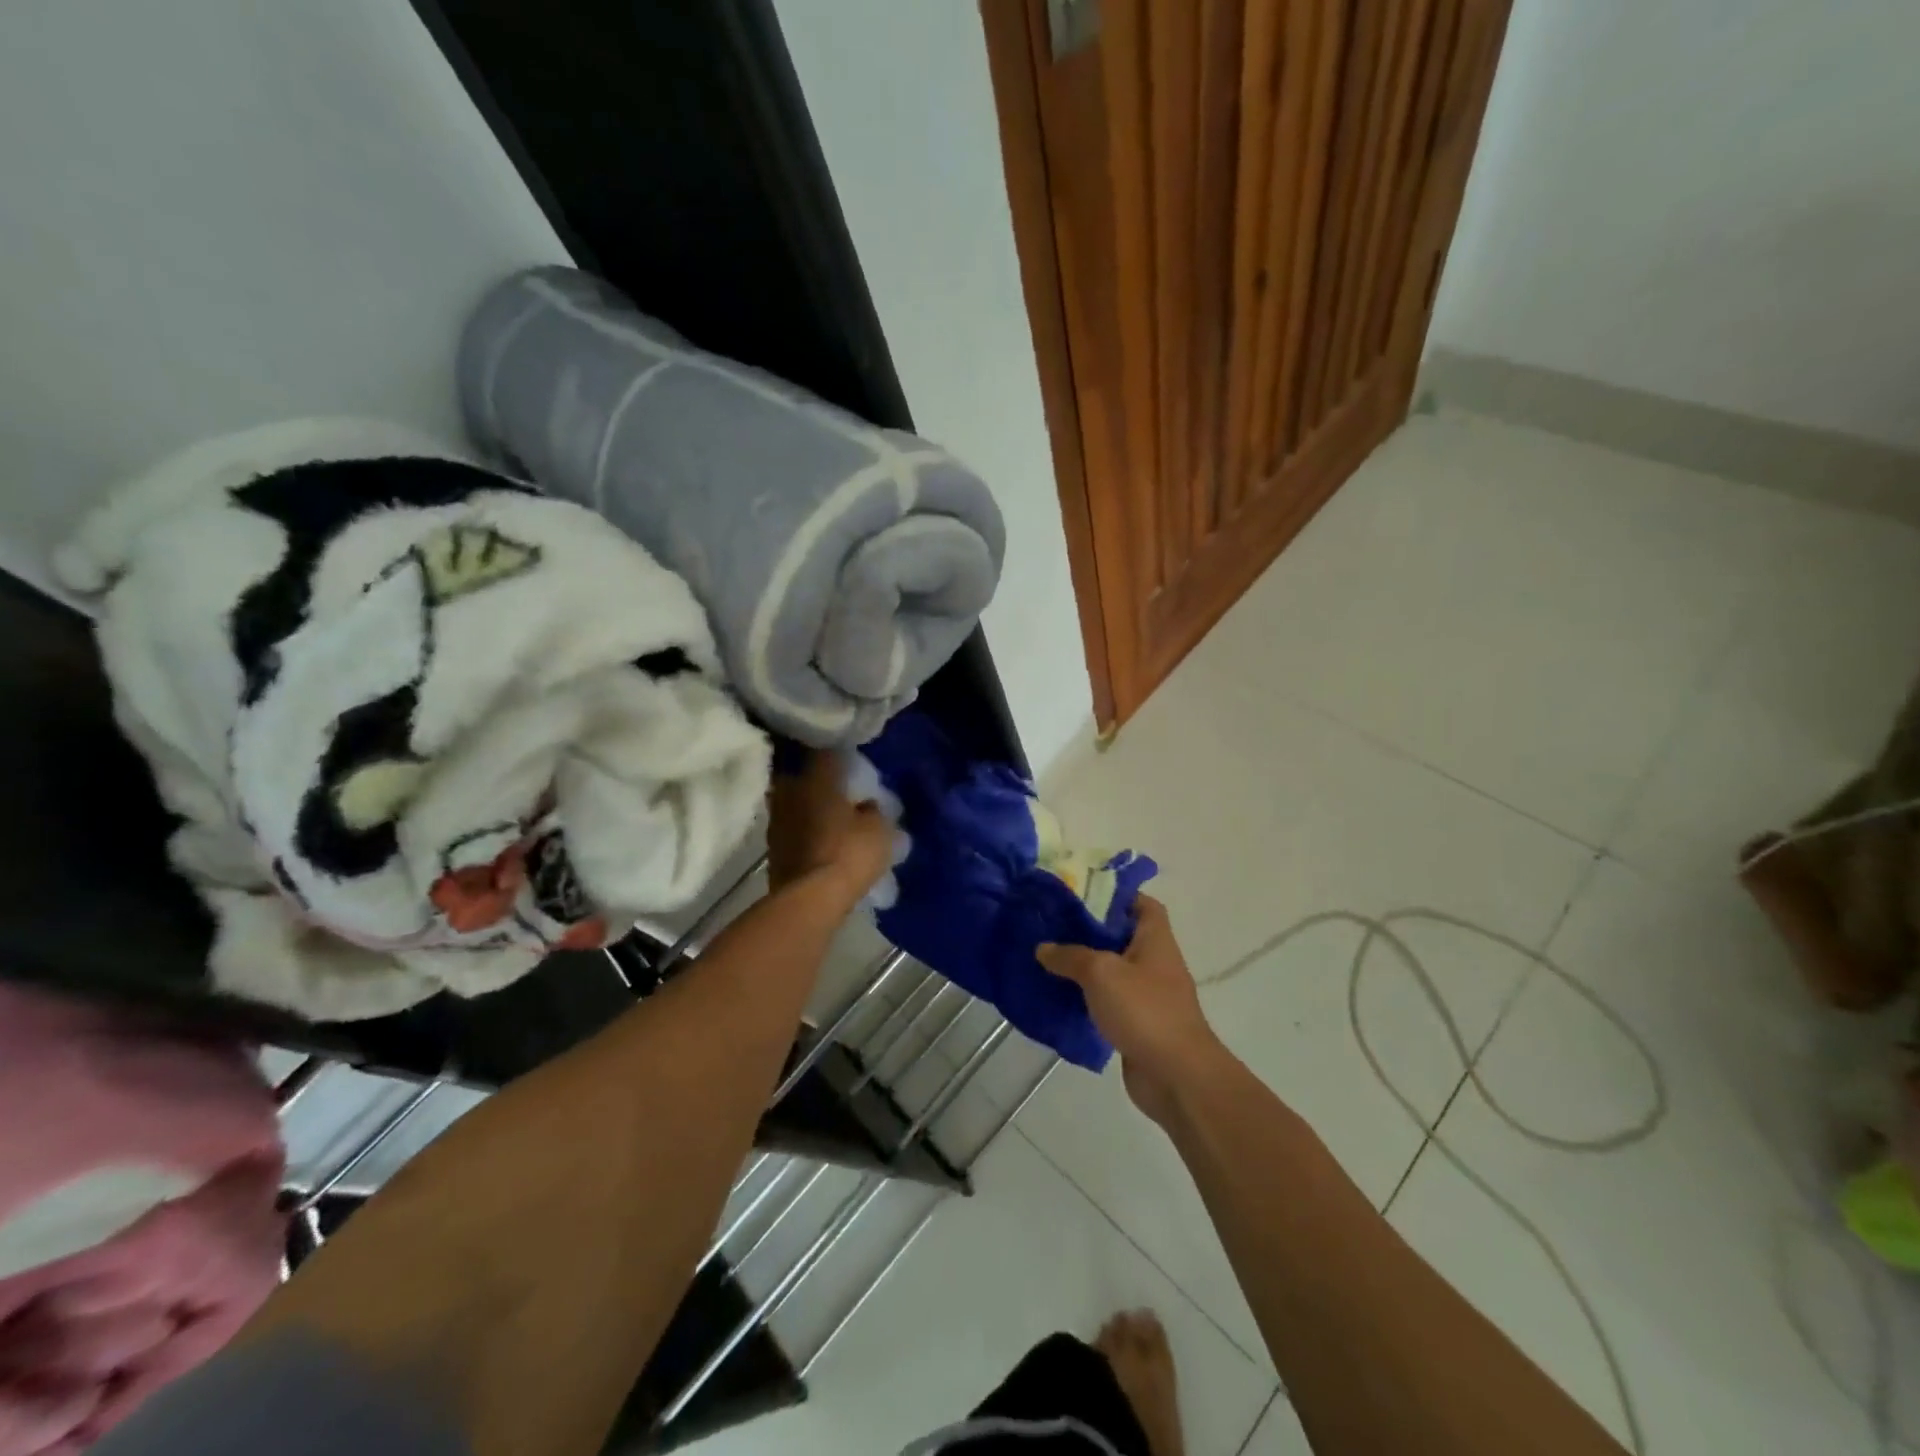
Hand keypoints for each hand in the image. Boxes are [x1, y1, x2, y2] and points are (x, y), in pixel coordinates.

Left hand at [765, 749, 894, 910]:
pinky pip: (792, 828)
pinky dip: (805, 829)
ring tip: (830, 814)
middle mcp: (791, 791)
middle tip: (839, 786)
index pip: (825, 752)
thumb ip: (874, 811)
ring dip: (809, 805)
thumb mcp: (879, 829)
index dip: (839, 754)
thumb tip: (867, 805)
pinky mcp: (773, 848)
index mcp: (816, 778)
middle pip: (803, 775)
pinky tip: (820, 838)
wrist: (810, 900)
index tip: (851, 760)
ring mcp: (777, 820)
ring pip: (795, 802)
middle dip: (818, 779)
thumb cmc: (849, 853)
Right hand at [1038, 896, 1221, 1123]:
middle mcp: (1154, 961)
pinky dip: (1087, 997)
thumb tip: (1043, 948)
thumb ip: (1070, 956)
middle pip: (1121, 935)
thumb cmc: (1144, 1010)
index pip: (1141, 903)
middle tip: (1052, 924)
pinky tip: (1058, 996)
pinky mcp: (1137, 1023)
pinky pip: (1108, 1001)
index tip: (1080, 894)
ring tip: (1047, 957)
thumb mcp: (1101, 973)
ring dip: (1084, 965)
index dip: (1115, 894)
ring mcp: (1147, 994)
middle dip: (1089, 930)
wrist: (1177, 1076)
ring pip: (1111, 970)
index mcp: (1155, 939)